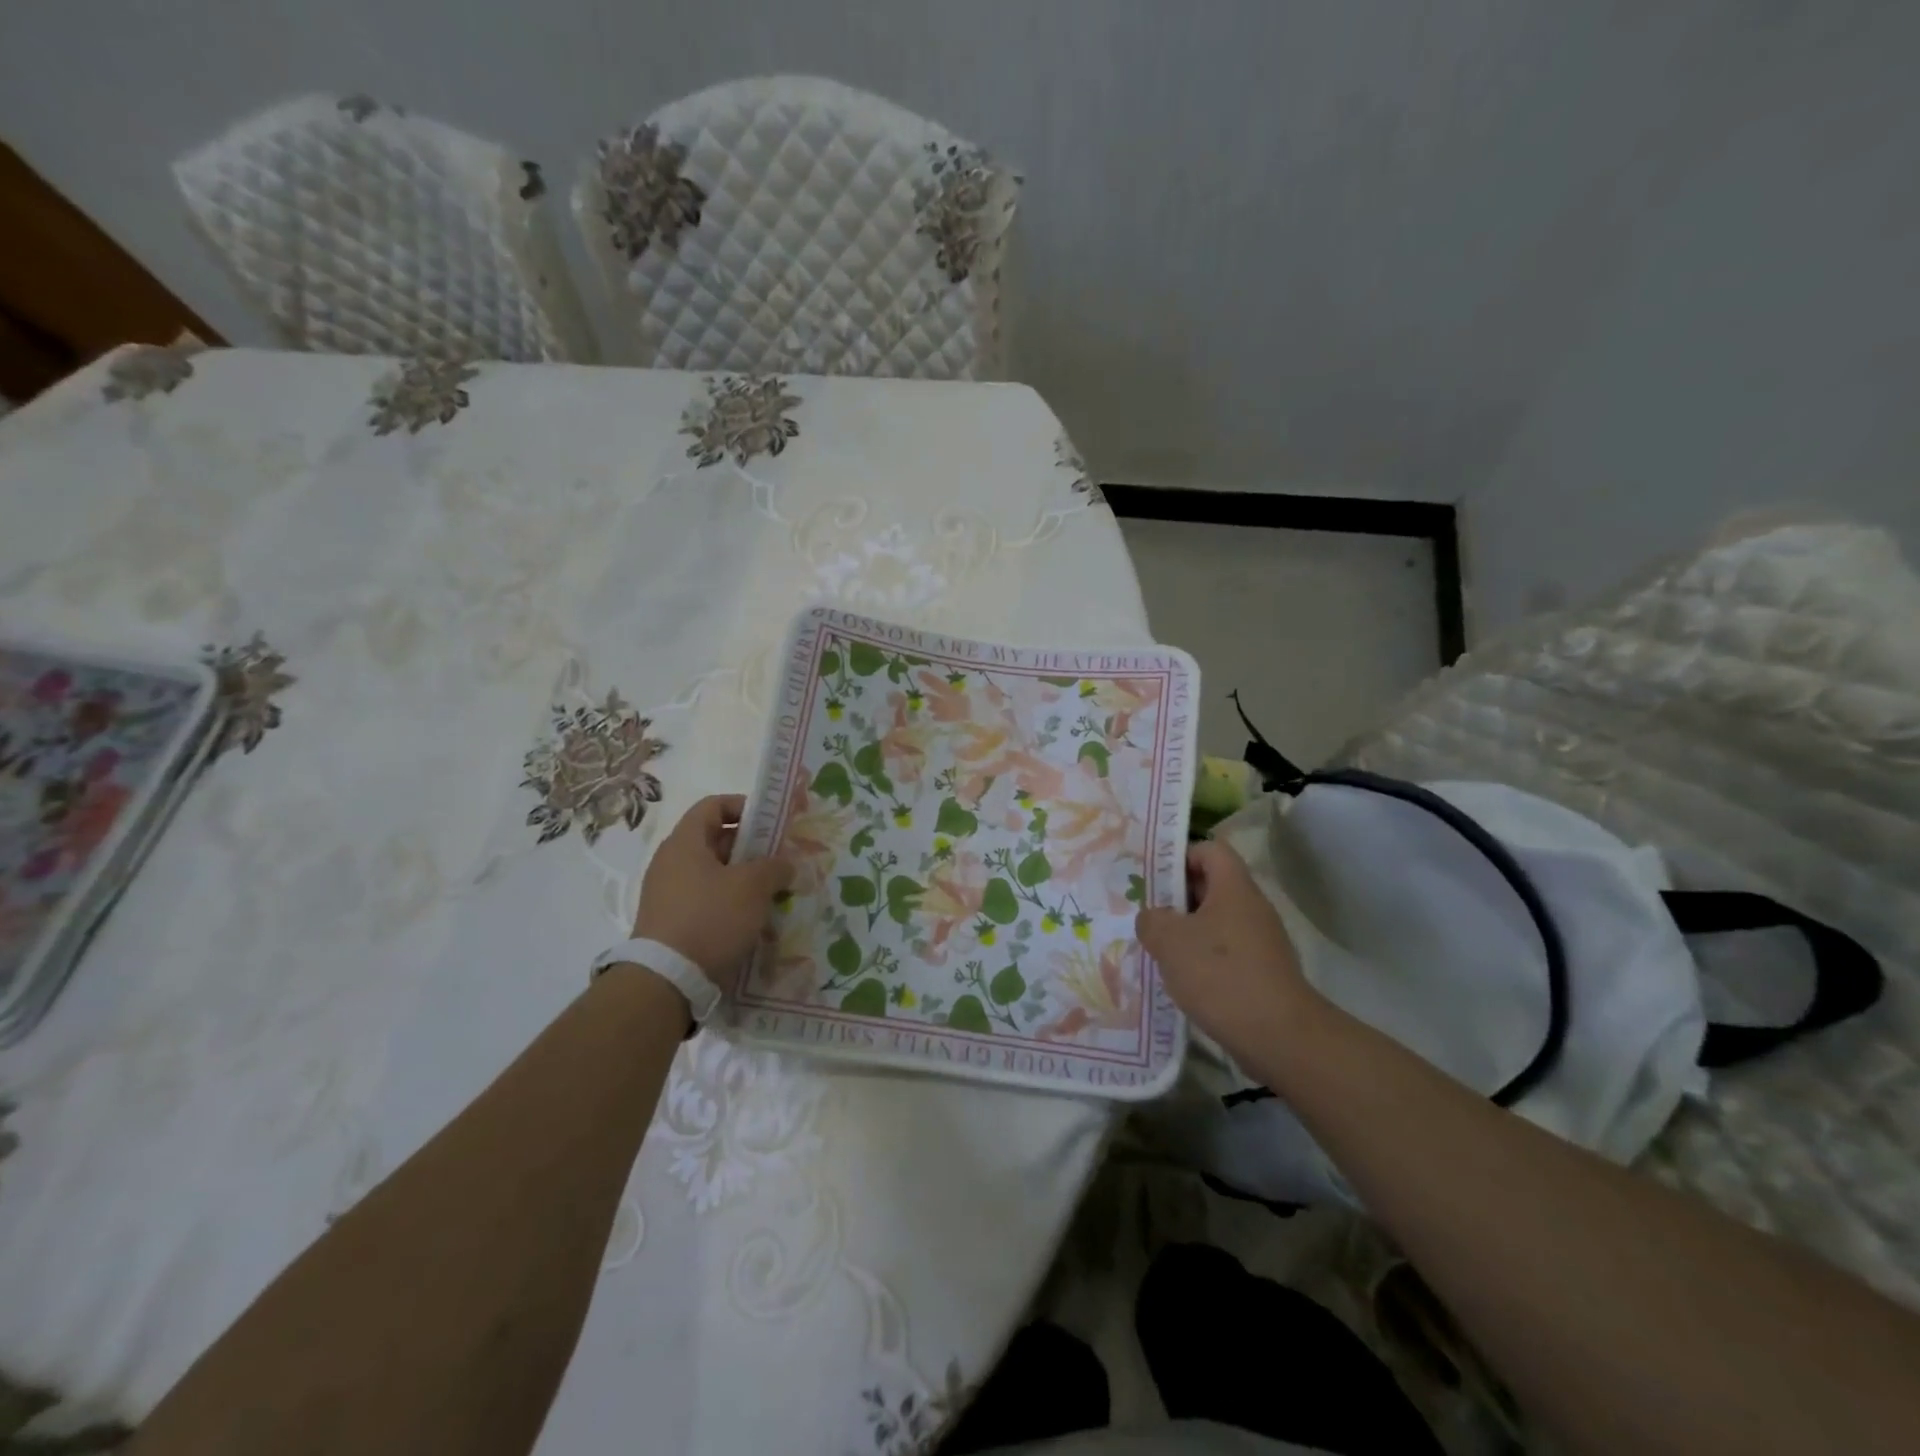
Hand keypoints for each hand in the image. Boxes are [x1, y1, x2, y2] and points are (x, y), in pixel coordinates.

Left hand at [632, 795, 793, 984]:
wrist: (667, 980)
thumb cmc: (711, 918)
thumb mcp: (753, 887)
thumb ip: (775, 867)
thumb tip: (785, 864)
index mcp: (684, 842)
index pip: (712, 806)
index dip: (743, 806)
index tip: (770, 821)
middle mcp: (670, 862)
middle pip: (714, 840)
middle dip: (750, 847)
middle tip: (779, 859)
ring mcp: (667, 894)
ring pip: (712, 873)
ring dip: (742, 878)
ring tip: (771, 892)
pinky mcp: (670, 922)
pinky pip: (705, 900)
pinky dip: (729, 902)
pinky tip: (751, 919)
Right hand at [1135, 839, 1318, 1057]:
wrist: (1279, 1036)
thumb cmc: (1220, 975)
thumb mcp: (1169, 941)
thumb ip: (1151, 920)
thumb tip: (1154, 918)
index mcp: (1234, 888)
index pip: (1210, 849)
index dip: (1180, 856)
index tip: (1154, 880)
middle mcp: (1252, 907)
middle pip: (1212, 885)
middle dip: (1177, 898)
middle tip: (1148, 915)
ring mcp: (1262, 941)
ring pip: (1217, 921)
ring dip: (1188, 931)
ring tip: (1158, 949)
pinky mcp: (1264, 971)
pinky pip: (1227, 951)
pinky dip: (1204, 959)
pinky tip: (1182, 980)